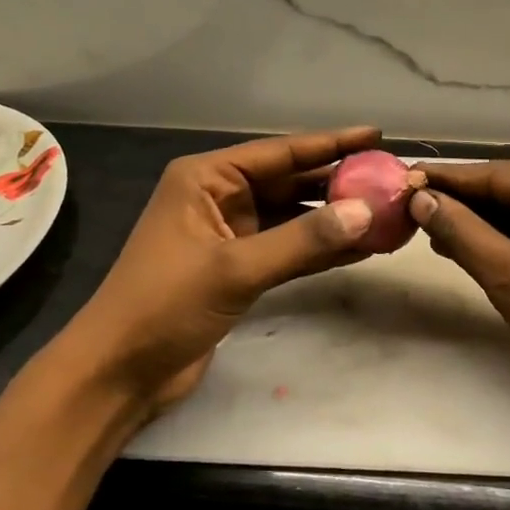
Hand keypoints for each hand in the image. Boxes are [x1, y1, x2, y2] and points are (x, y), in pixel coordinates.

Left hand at [47, 127, 382, 415]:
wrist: (119, 373)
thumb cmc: (164, 306)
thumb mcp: (235, 268)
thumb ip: (303, 240)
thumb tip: (367, 212)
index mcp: (206, 179)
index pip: (280, 153)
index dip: (331, 144)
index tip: (376, 136)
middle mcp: (219, 198)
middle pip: (291, 183)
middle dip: (339, 183)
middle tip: (391, 180)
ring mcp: (230, 235)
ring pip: (293, 218)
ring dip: (335, 220)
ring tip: (386, 214)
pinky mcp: (239, 269)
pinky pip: (289, 249)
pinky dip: (320, 249)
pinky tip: (361, 248)